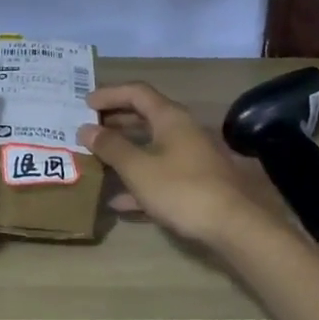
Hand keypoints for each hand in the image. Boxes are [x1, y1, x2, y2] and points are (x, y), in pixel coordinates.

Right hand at [80, 82, 277, 244]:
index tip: (85, 104)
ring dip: (125, 150)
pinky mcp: (195, 183)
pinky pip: (160, 173)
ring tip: (98, 159)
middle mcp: (182, 130)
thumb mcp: (139, 168)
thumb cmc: (182, 189)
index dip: (110, 93)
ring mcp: (191, 157)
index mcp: (170, 117)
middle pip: (144, 117)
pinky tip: (119, 201)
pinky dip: (139, 180)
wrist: (233, 226)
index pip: (137, 93)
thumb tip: (86, 128)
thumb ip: (111, 147)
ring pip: (151, 146)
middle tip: (89, 127)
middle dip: (115, 121)